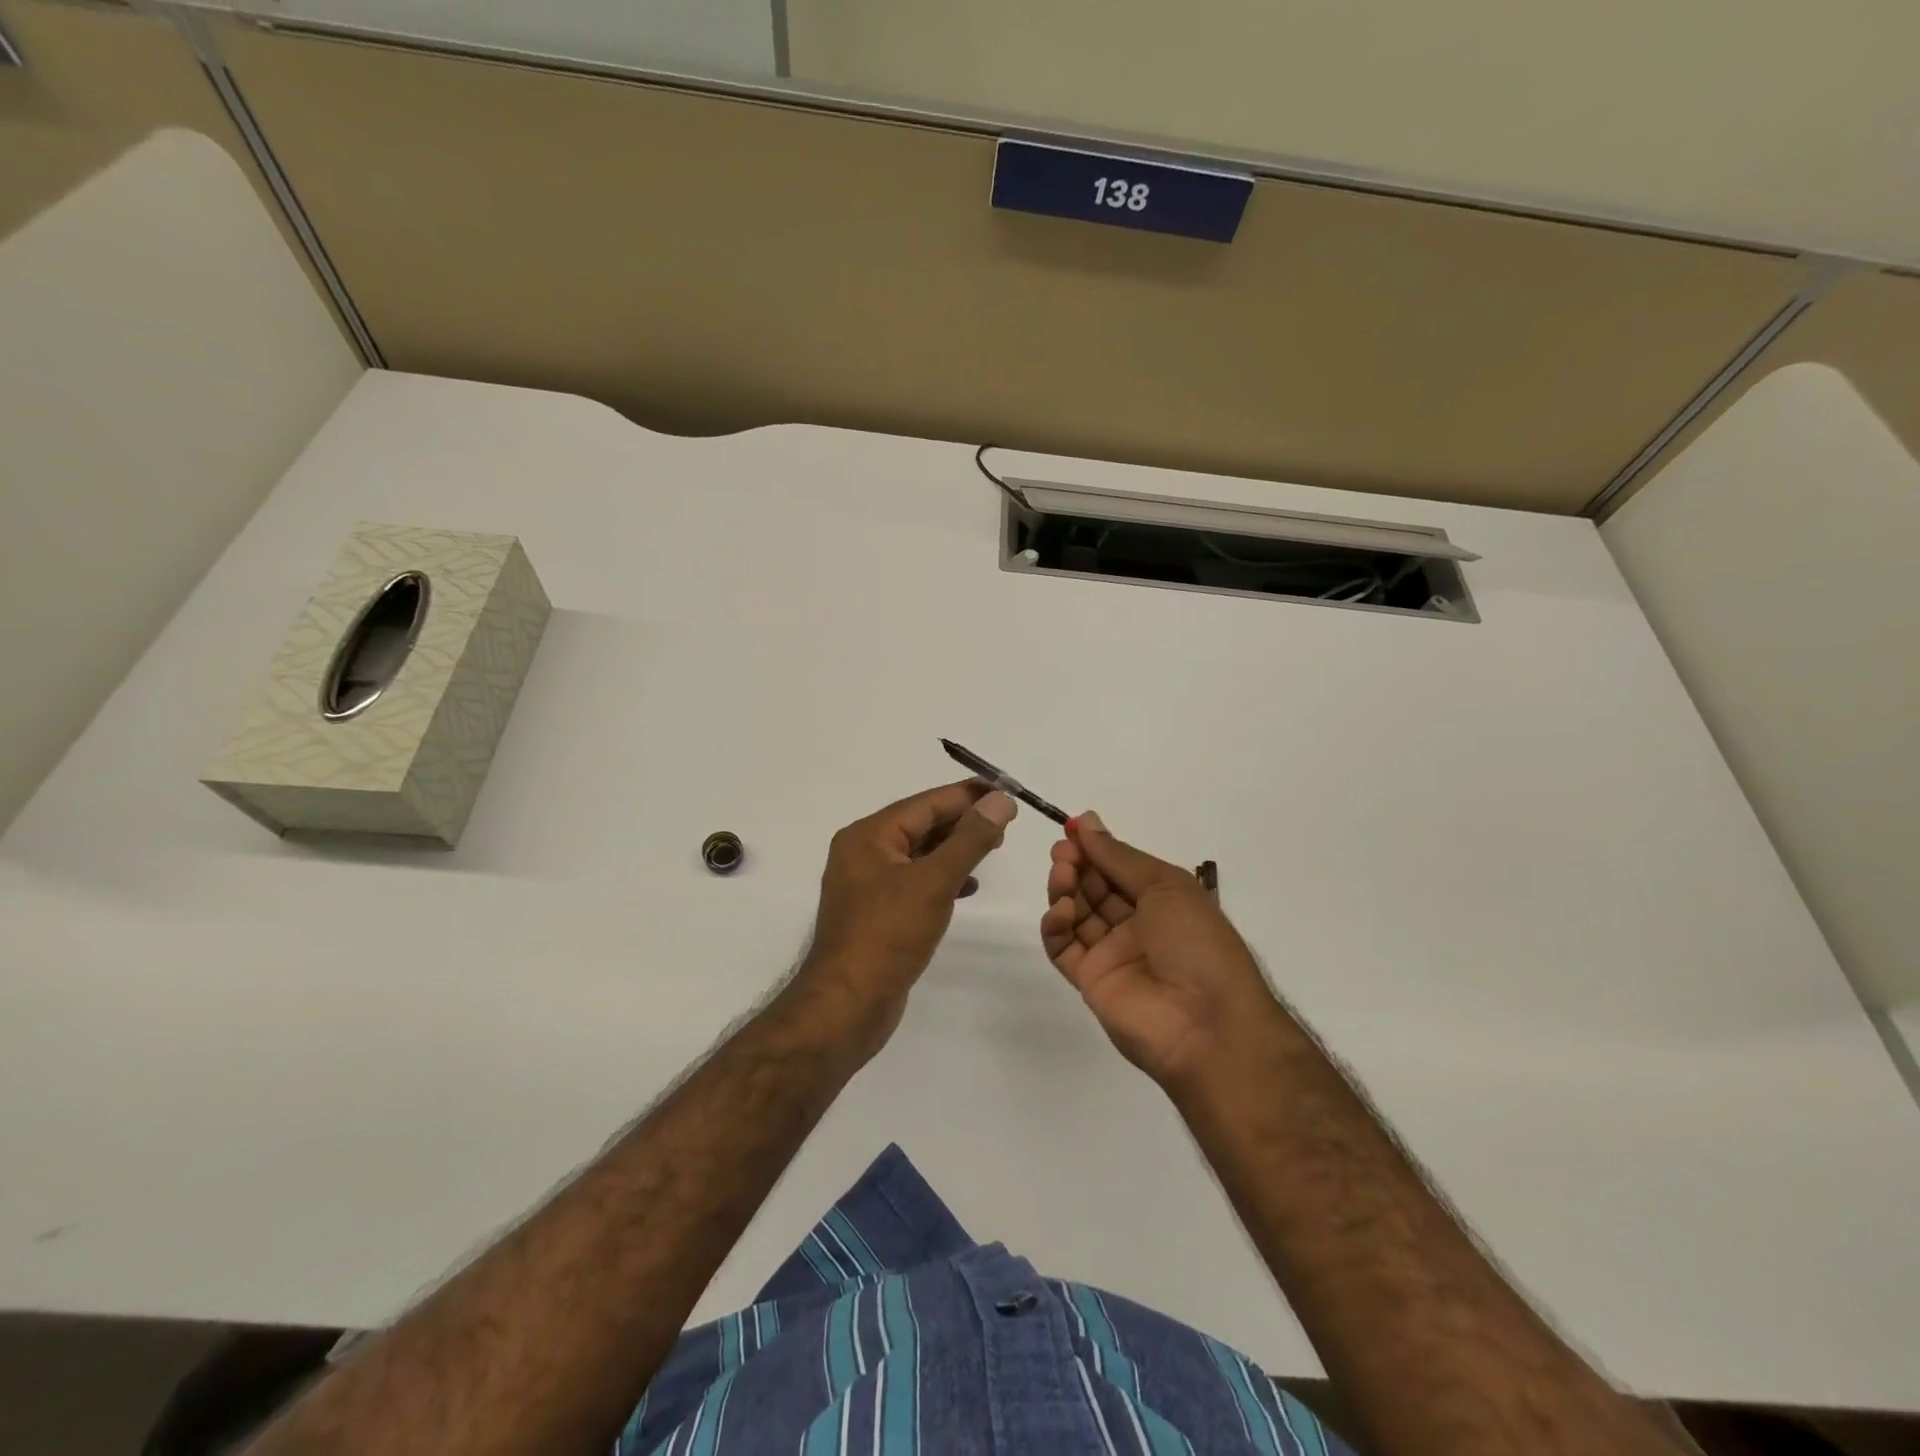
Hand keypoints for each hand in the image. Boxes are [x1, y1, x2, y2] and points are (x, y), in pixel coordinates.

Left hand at [796, 780, 1017, 1049]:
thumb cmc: (888, 935)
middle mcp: (863, 853)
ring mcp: (868, 885)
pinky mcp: (877, 913)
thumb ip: (970, 839)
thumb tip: (1000, 800)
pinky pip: (915, 881)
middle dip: (962, 820)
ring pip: (919, 854)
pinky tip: (968, 886)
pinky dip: (942, 878)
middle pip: (921, 824)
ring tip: (993, 846)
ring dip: (955, 848)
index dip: (967, 794)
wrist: (847, 1006)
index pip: (925, 802)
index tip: (1005, 789)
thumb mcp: (934, 881)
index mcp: (868, 836)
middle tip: (1005, 819)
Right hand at [1042, 813, 1277, 1088]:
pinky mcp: (1089, 980)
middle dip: (1077, 864)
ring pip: (1076, 913)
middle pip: (1094, 887)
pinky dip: (1056, 926)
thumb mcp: (1166, 886)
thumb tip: (1085, 821)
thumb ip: (1119, 856)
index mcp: (1162, 901)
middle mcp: (1136, 925)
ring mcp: (1111, 954)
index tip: (1071, 828)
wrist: (1207, 1022)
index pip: (1119, 867)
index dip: (1096, 847)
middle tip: (1063, 851)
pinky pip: (1063, 947)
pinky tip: (1062, 911)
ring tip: (1062, 874)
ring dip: (1065, 888)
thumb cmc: (1197, 942)